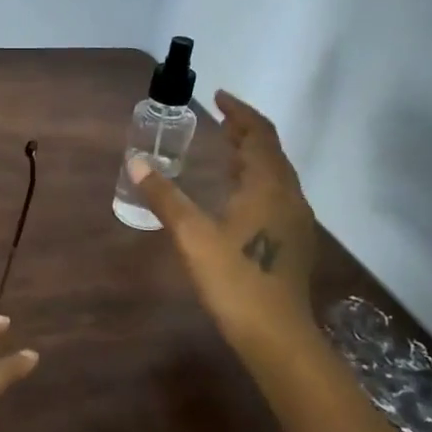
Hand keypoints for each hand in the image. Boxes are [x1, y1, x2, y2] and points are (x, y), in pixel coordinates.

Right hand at [129, 90, 317, 357]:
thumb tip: (136, 162)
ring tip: (225, 151)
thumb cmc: (233, 279)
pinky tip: (237, 196)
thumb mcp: (191, 235)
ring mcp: (296, 221)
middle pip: (270, 152)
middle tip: (218, 122)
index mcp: (269, 186)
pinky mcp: (294, 242)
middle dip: (245, 132)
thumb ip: (164, 197)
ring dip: (252, 157)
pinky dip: (256, 180)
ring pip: (276, 175)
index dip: (239, 112)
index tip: (218, 97)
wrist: (276, 335)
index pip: (258, 134)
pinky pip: (276, 195)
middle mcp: (289, 196)